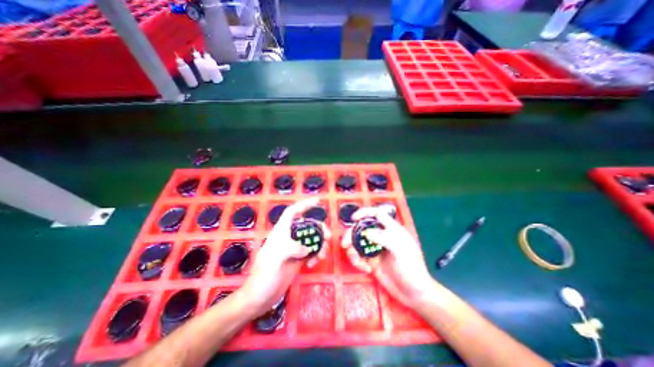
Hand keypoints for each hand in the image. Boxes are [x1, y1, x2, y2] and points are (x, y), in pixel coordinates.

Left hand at [240, 198, 329, 314]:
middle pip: (308, 225)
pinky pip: (312, 251)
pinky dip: (316, 255)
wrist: (260, 297)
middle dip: (320, 228)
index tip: (318, 201)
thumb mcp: (276, 258)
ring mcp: (295, 248)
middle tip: (328, 237)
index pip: (293, 212)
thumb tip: (307, 249)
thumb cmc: (264, 275)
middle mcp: (289, 237)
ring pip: (312, 238)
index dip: (304, 204)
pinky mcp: (299, 259)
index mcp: (281, 232)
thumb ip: (292, 248)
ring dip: (320, 244)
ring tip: (321, 256)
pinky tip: (312, 264)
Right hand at [343, 208, 433, 307]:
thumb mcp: (401, 252)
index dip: (365, 212)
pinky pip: (358, 256)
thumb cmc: (412, 269)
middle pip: (362, 228)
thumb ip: (384, 238)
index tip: (353, 218)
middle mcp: (382, 236)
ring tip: (357, 262)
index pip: (377, 214)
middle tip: (345, 244)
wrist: (414, 294)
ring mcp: (375, 248)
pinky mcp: (371, 260)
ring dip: (352, 251)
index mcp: (392, 230)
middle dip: (351, 234)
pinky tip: (366, 270)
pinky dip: (358, 262)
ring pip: (357, 242)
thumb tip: (365, 232)